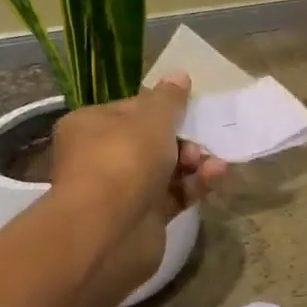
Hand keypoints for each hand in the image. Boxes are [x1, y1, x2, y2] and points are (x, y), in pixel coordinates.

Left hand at [49, 75, 225, 298]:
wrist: (109, 231)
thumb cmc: (124, 159)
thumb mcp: (151, 118)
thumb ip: (169, 99)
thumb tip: (179, 75)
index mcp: (91, 126)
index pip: (131, 110)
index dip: (162, 108)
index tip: (189, 108)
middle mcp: (102, 157)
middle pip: (151, 141)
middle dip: (182, 139)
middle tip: (199, 141)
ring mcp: (123, 191)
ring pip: (166, 170)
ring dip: (194, 163)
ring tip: (212, 162)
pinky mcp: (144, 219)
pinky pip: (174, 195)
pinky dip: (194, 185)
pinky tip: (215, 176)